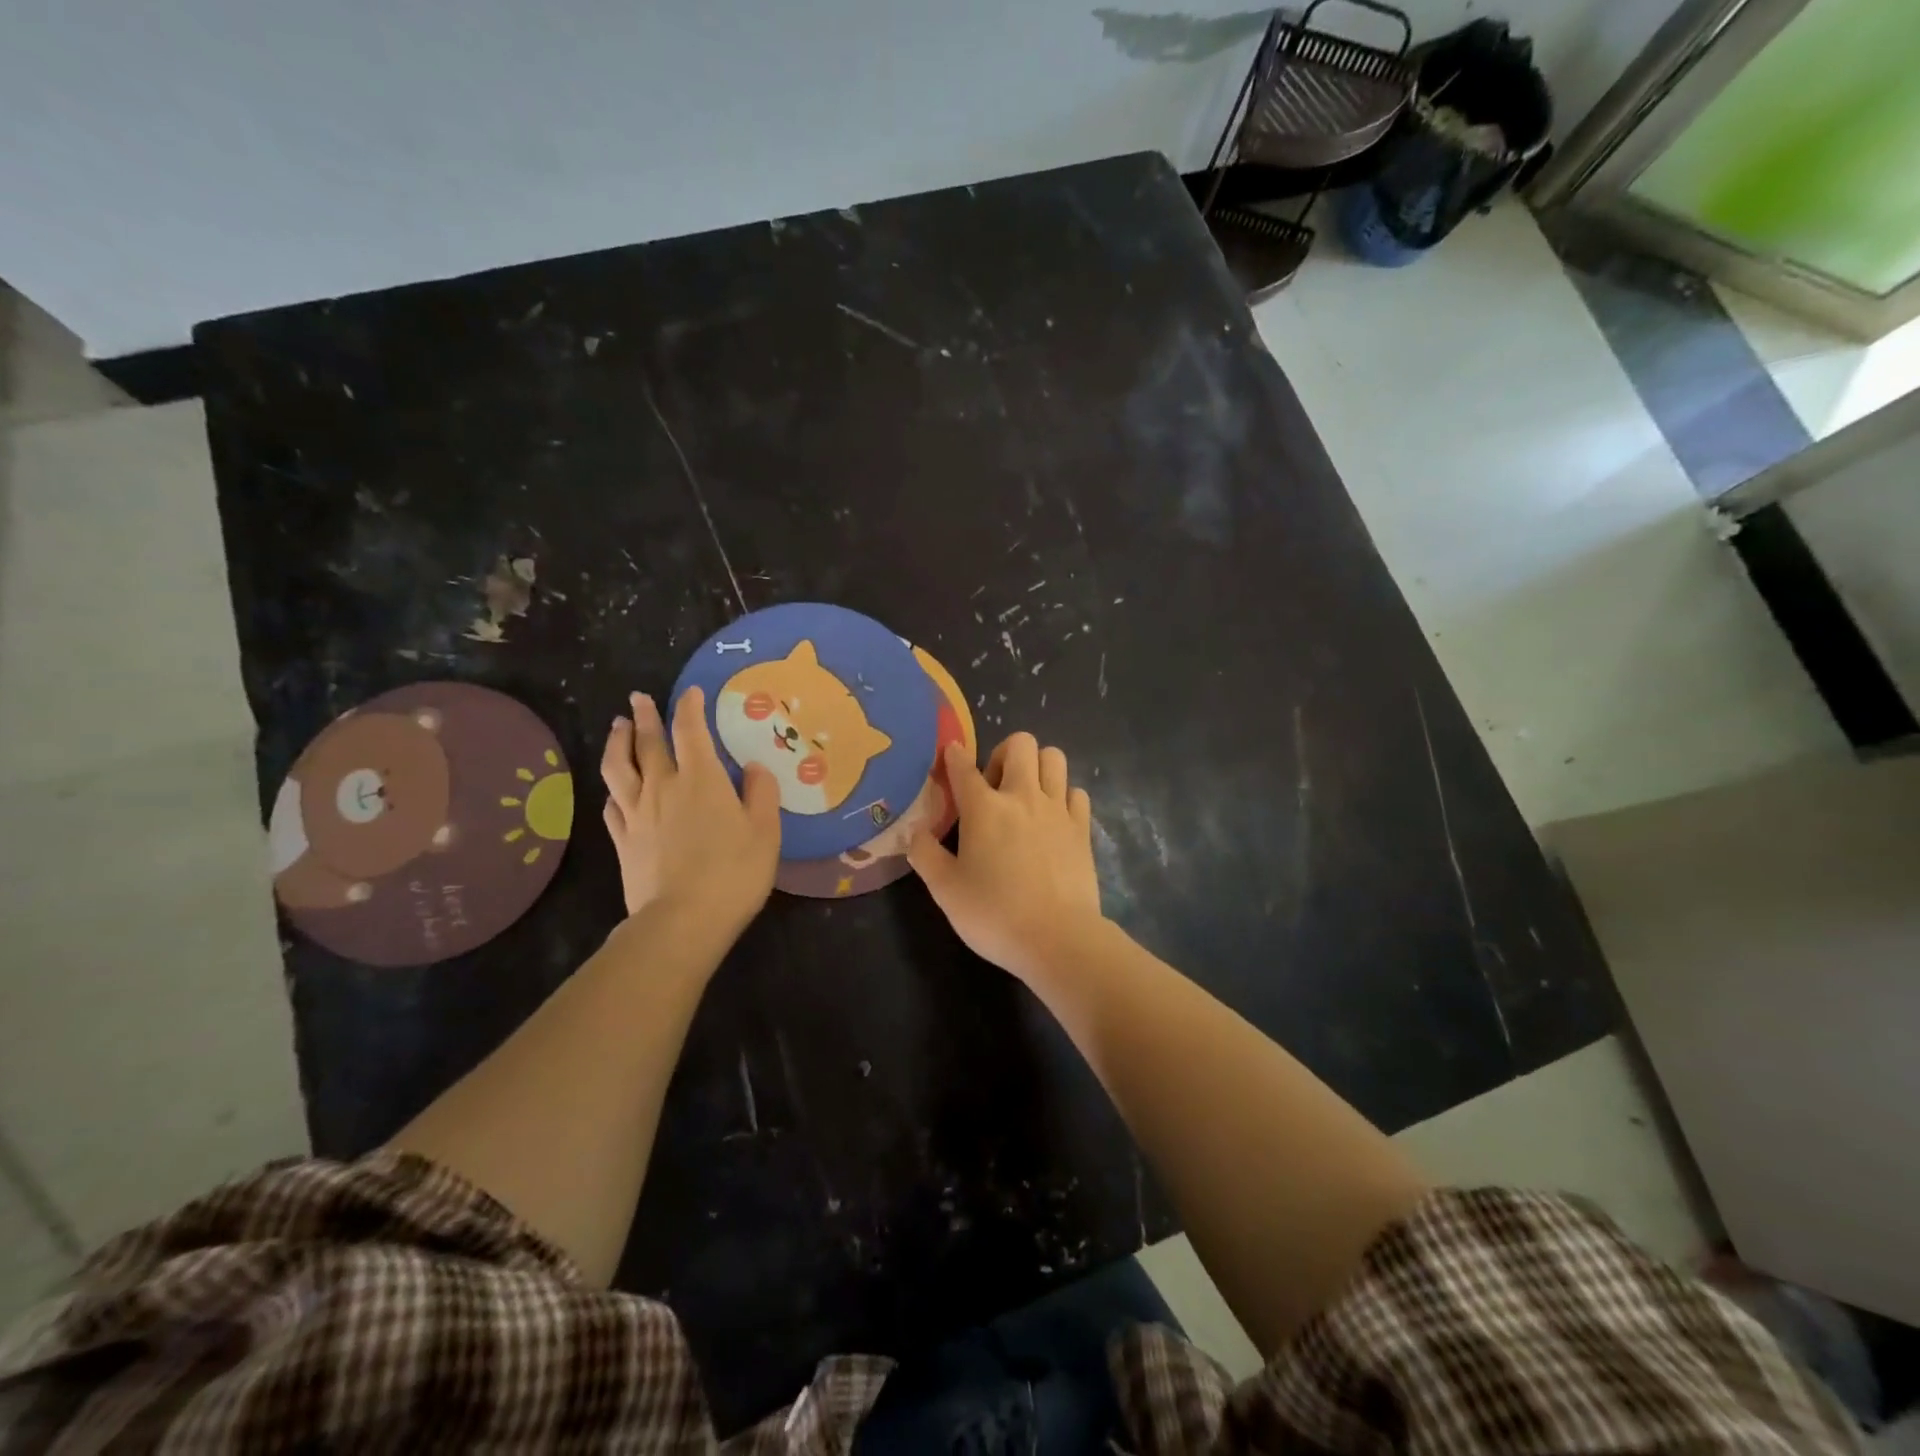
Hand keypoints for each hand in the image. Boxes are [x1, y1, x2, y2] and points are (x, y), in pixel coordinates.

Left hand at [600, 688, 780, 941]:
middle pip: (648, 743)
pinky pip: (612, 805)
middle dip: (645, 716)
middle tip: (638, 698)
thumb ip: (761, 794)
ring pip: (619, 768)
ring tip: (618, 728)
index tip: (690, 692)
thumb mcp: (766, 832)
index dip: (689, 707)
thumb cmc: (733, 873)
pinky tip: (615, 789)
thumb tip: (754, 767)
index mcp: (702, 779)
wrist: (683, 920)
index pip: (691, 731)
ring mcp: (637, 814)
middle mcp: (663, 787)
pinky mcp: (622, 841)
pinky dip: (614, 790)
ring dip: (618, 743)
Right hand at [907, 732, 1104, 980]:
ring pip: (1053, 757)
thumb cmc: (994, 915)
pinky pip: (1076, 791)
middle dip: (1003, 752)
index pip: (963, 768)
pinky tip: (1054, 817)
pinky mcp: (1082, 827)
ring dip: (1037, 766)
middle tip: (994, 785)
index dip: (954, 756)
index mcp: (984, 808)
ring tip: (1027, 794)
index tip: (951, 753)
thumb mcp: (945, 890)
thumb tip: (916, 832)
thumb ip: (925, 855)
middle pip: (1020, 744)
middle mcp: (1022, 797)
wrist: (1057, 938)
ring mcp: (1057, 809)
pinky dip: (1064, 795)